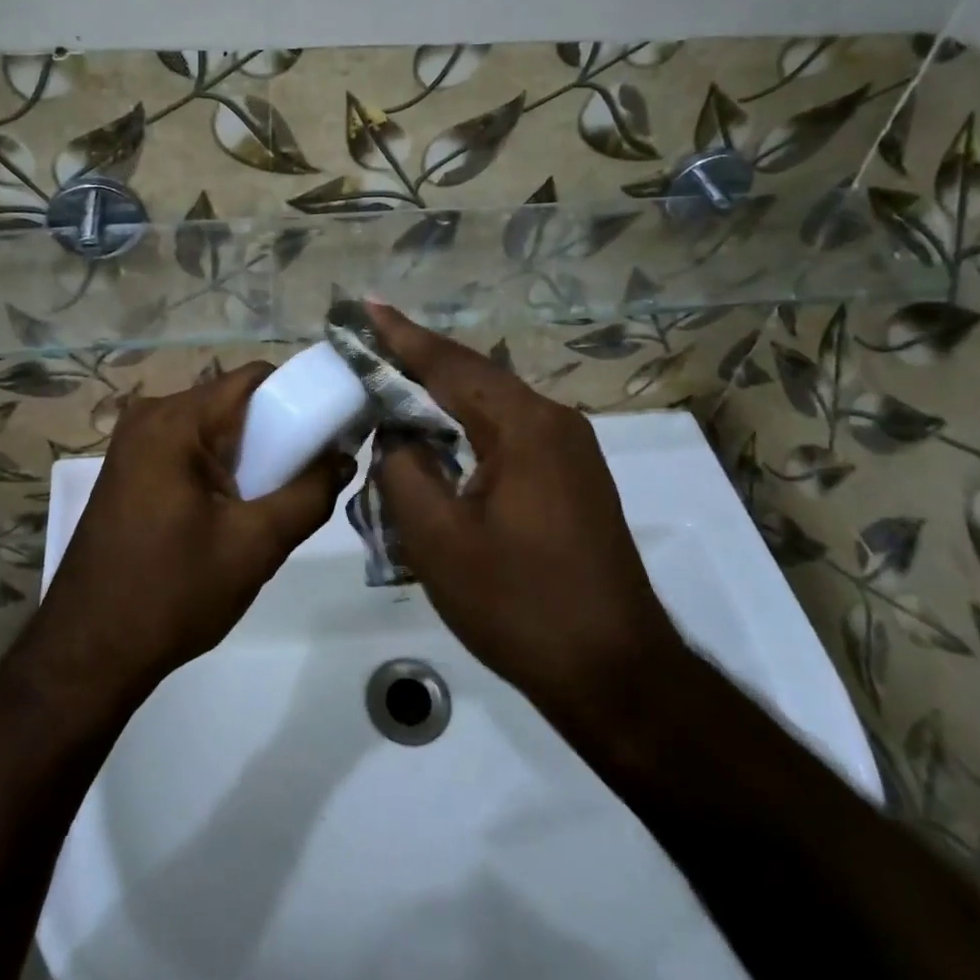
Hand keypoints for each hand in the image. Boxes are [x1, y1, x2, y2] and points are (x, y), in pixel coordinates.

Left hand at [33, 364, 351, 702]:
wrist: (88, 652)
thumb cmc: (173, 593)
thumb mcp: (256, 545)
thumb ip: (309, 494)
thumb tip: (342, 457)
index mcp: (176, 421)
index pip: (255, 378)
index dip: (299, 397)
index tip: (329, 431)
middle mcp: (149, 416)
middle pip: (233, 401)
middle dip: (275, 432)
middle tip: (303, 478)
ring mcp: (132, 443)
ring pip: (213, 428)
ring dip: (248, 455)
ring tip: (269, 503)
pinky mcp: (128, 470)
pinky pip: (189, 448)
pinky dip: (219, 468)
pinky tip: (230, 513)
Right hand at [367, 304, 682, 723]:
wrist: (613, 671)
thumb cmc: (519, 604)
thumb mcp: (438, 539)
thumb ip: (405, 471)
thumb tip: (398, 436)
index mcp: (524, 426)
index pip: (450, 365)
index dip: (403, 337)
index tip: (366, 308)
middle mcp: (554, 422)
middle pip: (475, 377)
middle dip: (420, 361)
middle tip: (370, 345)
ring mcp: (571, 450)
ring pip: (493, 406)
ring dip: (443, 396)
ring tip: (394, 384)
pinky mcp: (573, 478)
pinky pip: (510, 433)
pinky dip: (468, 427)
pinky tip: (440, 438)